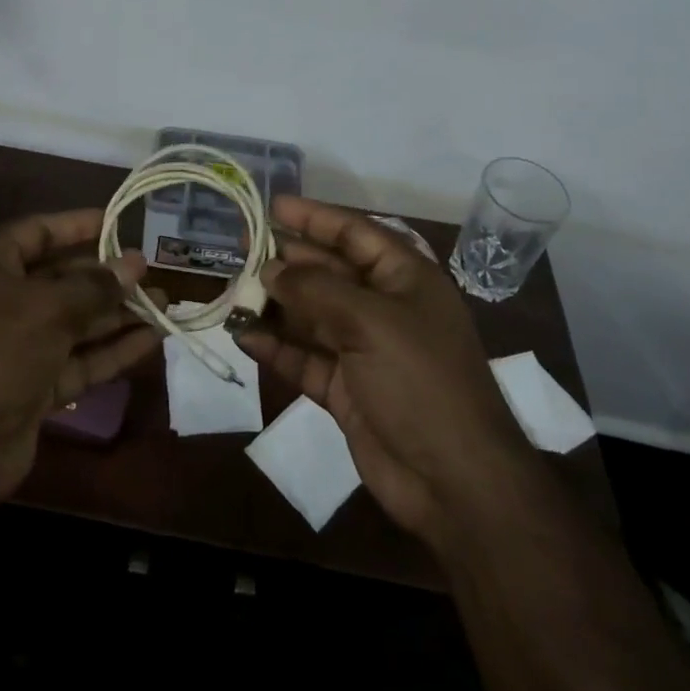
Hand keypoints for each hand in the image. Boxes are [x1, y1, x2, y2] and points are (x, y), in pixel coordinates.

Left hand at [0, 209, 157, 502]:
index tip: (119, 221)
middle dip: (107, 275)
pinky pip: (80, 358)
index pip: (37, 231)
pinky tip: (153, 338)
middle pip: (62, 277)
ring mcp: (18, 345)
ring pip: (76, 320)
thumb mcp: (48, 308)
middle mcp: (2, 299)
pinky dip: (113, 349)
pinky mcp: (35, 385)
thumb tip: (135, 264)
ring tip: (164, 303)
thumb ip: (96, 285)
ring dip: (118, 313)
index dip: (77, 224)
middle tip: (152, 269)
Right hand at [236, 196, 528, 549]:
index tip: (272, 206)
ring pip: (312, 315)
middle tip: (242, 247)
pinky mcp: (347, 389)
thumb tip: (271, 270)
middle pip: (328, 272)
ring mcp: (365, 350)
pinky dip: (277, 348)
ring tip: (234, 291)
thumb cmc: (421, 381)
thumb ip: (316, 290)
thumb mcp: (370, 322)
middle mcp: (384, 308)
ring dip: (276, 305)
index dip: (314, 217)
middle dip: (287, 260)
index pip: (354, 233)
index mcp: (404, 278)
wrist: (455, 484)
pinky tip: (244, 337)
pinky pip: (305, 358)